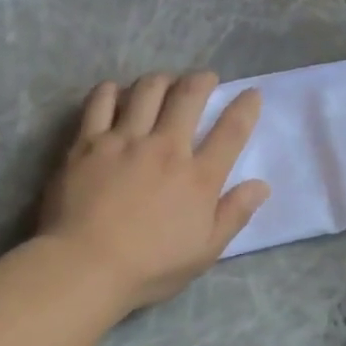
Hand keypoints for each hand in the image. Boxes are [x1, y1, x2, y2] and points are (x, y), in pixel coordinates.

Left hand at [39, 72, 269, 311]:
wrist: (83, 267)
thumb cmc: (149, 267)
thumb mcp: (204, 251)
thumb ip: (234, 214)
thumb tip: (262, 185)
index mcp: (198, 176)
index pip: (232, 130)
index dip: (246, 107)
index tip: (251, 94)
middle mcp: (166, 147)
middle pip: (189, 96)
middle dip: (202, 80)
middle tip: (205, 78)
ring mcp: (125, 140)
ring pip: (147, 90)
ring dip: (162, 80)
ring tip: (164, 83)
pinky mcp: (89, 141)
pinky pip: (101, 101)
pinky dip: (112, 90)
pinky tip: (116, 92)